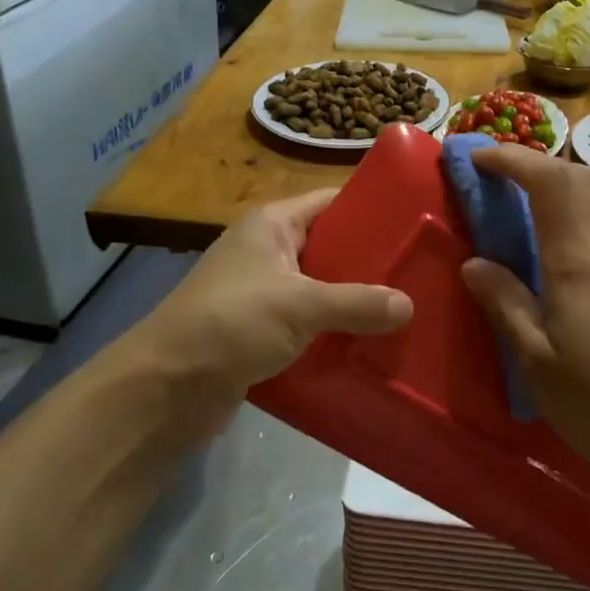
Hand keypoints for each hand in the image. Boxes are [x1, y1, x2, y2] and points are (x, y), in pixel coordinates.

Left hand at [131, 189, 412, 402]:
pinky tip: (372, 346)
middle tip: (423, 273)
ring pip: (323, 291)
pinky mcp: (261, 333)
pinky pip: (310, 326)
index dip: (372, 209)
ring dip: (356, 304)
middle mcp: (267, 252)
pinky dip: (336, 334)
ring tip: (409, 312)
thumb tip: (409, 305)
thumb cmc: (231, 323)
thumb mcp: (300, 305)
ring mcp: (263, 294)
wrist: (166, 388)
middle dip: (372, 263)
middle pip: (332, 248)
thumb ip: (357, 303)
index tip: (418, 222)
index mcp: (272, 225)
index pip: (332, 202)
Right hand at [459, 145, 589, 479]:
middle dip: (535, 163)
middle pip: (578, 178)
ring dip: (558, 184)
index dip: (512, 159)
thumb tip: (475, 263)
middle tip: (496, 177)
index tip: (477, 159)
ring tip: (522, 202)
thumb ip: (505, 303)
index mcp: (579, 261)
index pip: (549, 182)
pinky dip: (577, 209)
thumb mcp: (537, 360)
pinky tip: (560, 242)